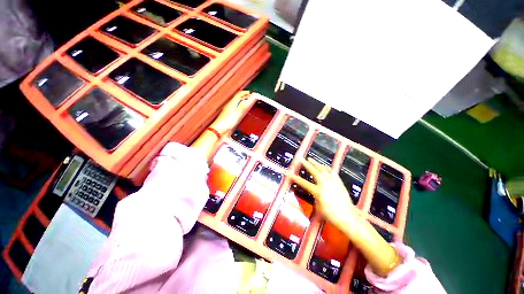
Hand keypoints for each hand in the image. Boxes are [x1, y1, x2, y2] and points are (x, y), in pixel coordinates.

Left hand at [210, 91, 252, 133]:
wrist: (219, 130)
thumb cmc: (226, 122)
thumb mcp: (238, 113)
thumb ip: (244, 105)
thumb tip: (251, 98)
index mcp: (231, 103)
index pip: (239, 94)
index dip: (245, 93)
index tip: (251, 93)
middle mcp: (230, 105)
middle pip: (238, 98)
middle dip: (244, 96)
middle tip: (250, 97)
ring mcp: (229, 111)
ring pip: (236, 103)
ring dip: (242, 102)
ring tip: (247, 102)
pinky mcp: (229, 116)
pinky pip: (236, 109)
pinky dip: (240, 107)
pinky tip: (241, 111)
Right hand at [291, 158, 402, 276]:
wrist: (348, 218)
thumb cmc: (331, 216)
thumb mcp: (318, 208)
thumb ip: (313, 197)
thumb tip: (311, 191)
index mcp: (318, 192)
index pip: (304, 183)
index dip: (295, 178)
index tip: (288, 173)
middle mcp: (325, 184)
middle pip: (314, 171)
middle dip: (306, 164)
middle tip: (300, 159)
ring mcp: (333, 182)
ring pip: (323, 169)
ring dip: (316, 163)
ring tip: (310, 159)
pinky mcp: (339, 182)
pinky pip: (332, 172)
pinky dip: (326, 167)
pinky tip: (323, 166)